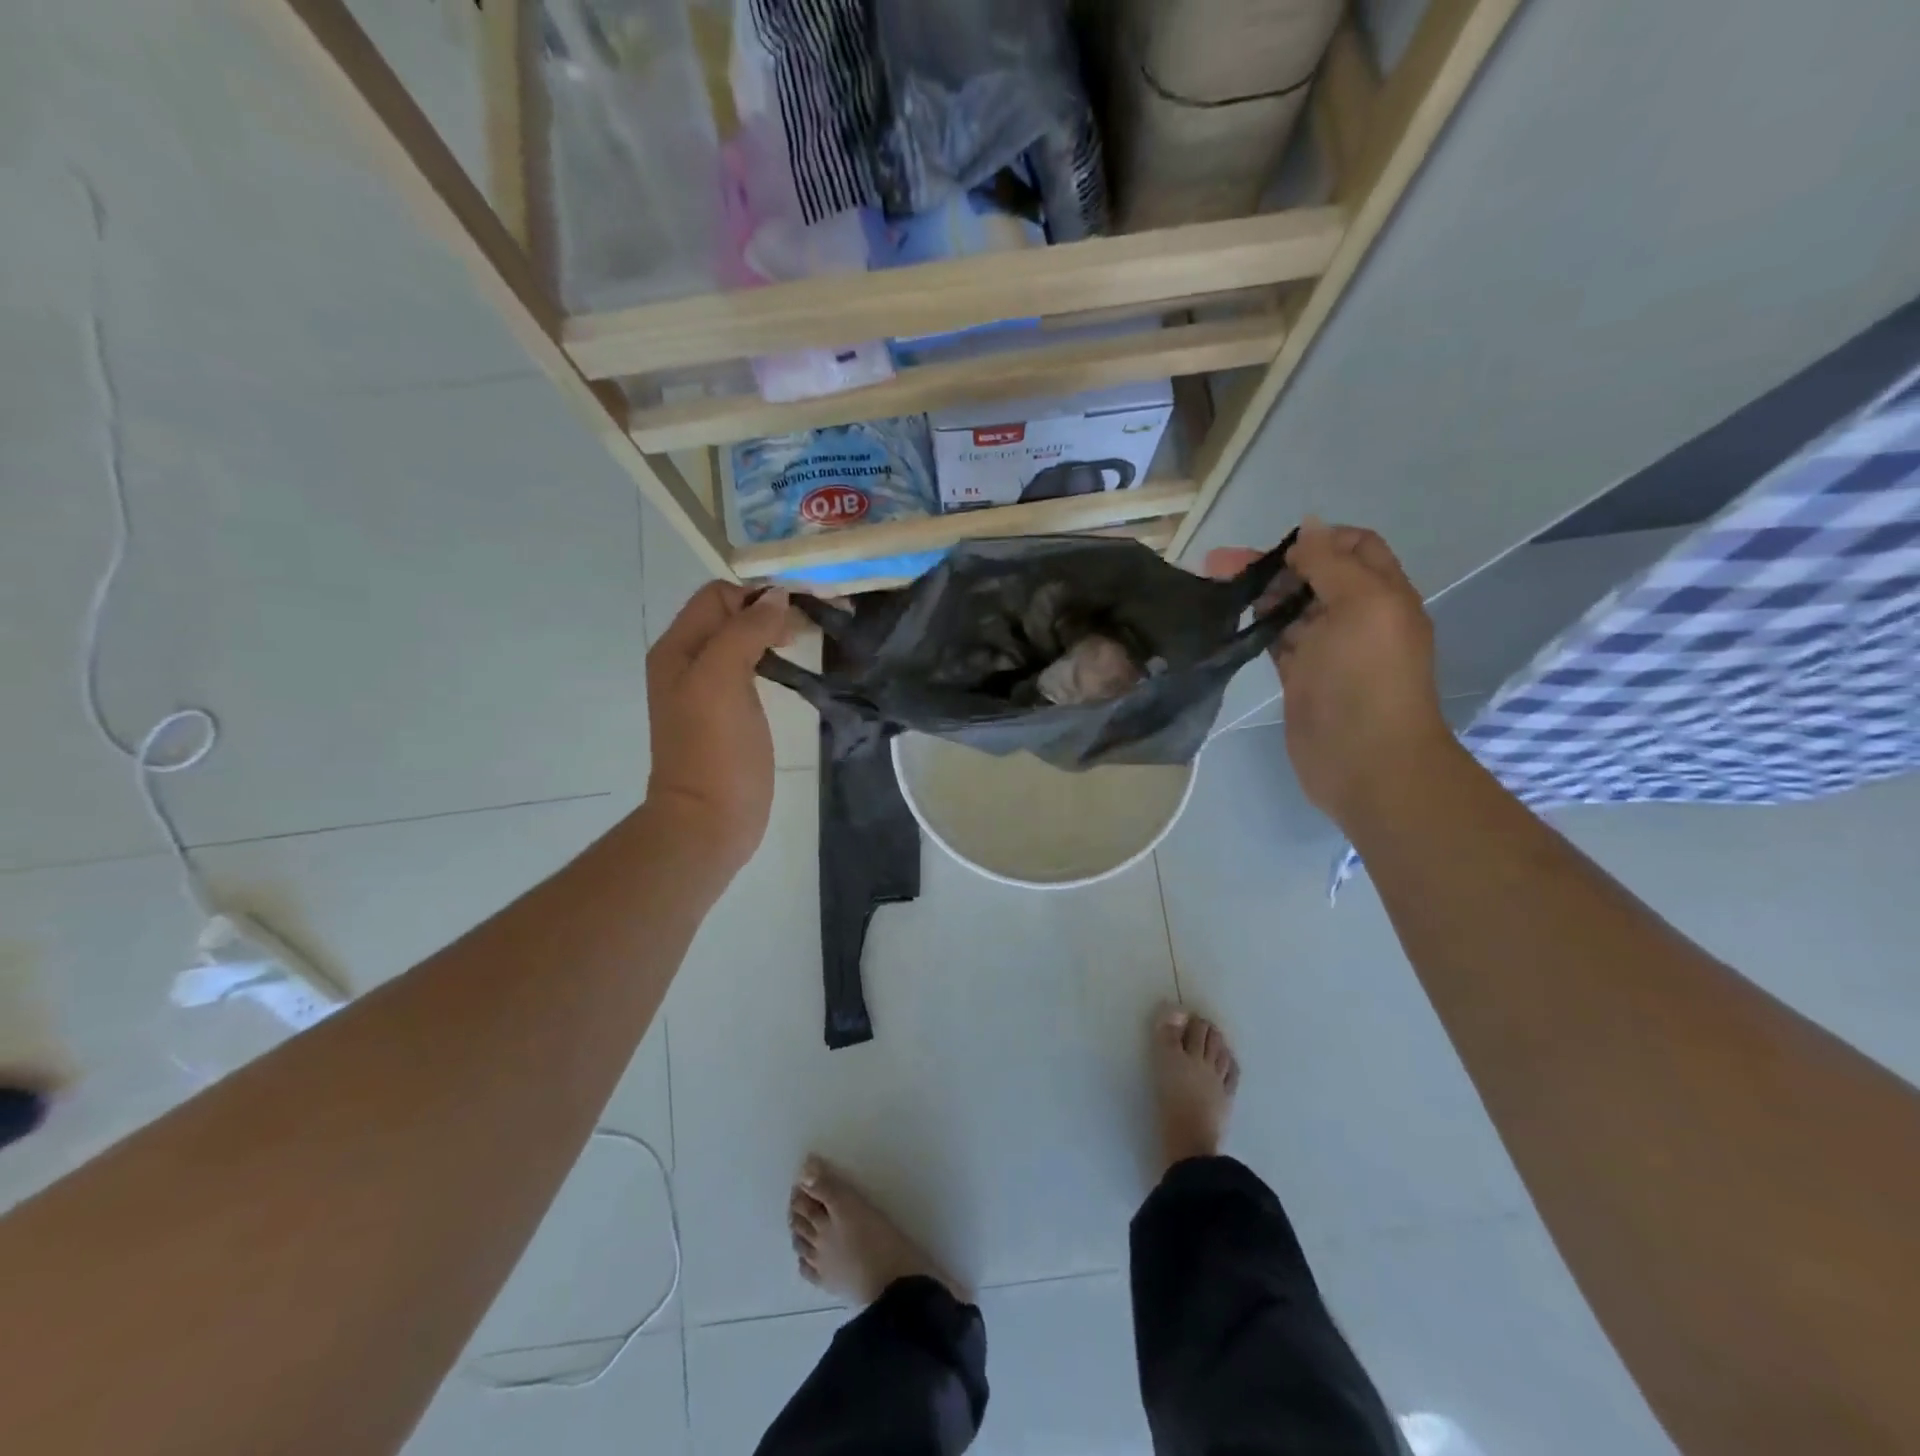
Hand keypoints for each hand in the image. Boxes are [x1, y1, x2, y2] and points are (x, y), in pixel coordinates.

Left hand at [645, 582, 796, 871]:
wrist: (709, 820)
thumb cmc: (714, 749)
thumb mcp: (722, 680)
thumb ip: (745, 631)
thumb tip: (776, 596)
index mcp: (678, 648)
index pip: (718, 596)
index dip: (756, 596)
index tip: (798, 611)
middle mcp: (689, 661)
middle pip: (731, 615)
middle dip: (769, 610)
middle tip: (811, 626)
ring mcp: (709, 689)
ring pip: (743, 641)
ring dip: (774, 633)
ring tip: (807, 642)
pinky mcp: (731, 713)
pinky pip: (751, 669)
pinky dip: (773, 659)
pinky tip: (793, 670)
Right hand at [1208, 521, 1453, 825]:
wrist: (1366, 761)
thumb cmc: (1368, 679)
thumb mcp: (1362, 605)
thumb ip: (1333, 563)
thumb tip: (1309, 525)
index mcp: (1382, 594)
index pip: (1354, 547)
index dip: (1318, 538)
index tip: (1277, 549)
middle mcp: (1356, 617)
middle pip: (1316, 575)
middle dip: (1276, 564)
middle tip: (1220, 566)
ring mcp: (1327, 650)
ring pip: (1291, 608)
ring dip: (1260, 594)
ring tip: (1215, 588)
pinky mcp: (1300, 677)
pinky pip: (1277, 641)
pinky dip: (1256, 627)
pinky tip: (1228, 621)